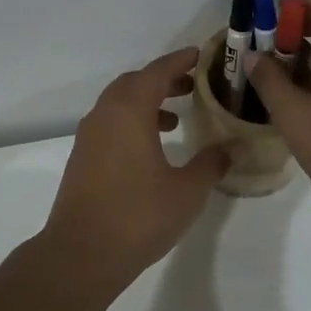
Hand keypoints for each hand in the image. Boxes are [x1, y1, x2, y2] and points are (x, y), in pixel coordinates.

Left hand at [42, 48, 232, 283]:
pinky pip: (110, 124)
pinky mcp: (82, 158)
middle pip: (134, 83)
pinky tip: (151, 149)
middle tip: (192, 86)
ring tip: (175, 118)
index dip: (180, 61)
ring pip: (119, 104)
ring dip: (146, 102)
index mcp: (129, 112)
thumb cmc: (138, 216)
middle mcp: (104, 115)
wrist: (81, 254)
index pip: (157, 72)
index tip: (200, 56)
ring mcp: (88, 137)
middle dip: (163, 80)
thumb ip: (210, 164)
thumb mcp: (187, 191)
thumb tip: (229, 149)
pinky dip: (132, 122)